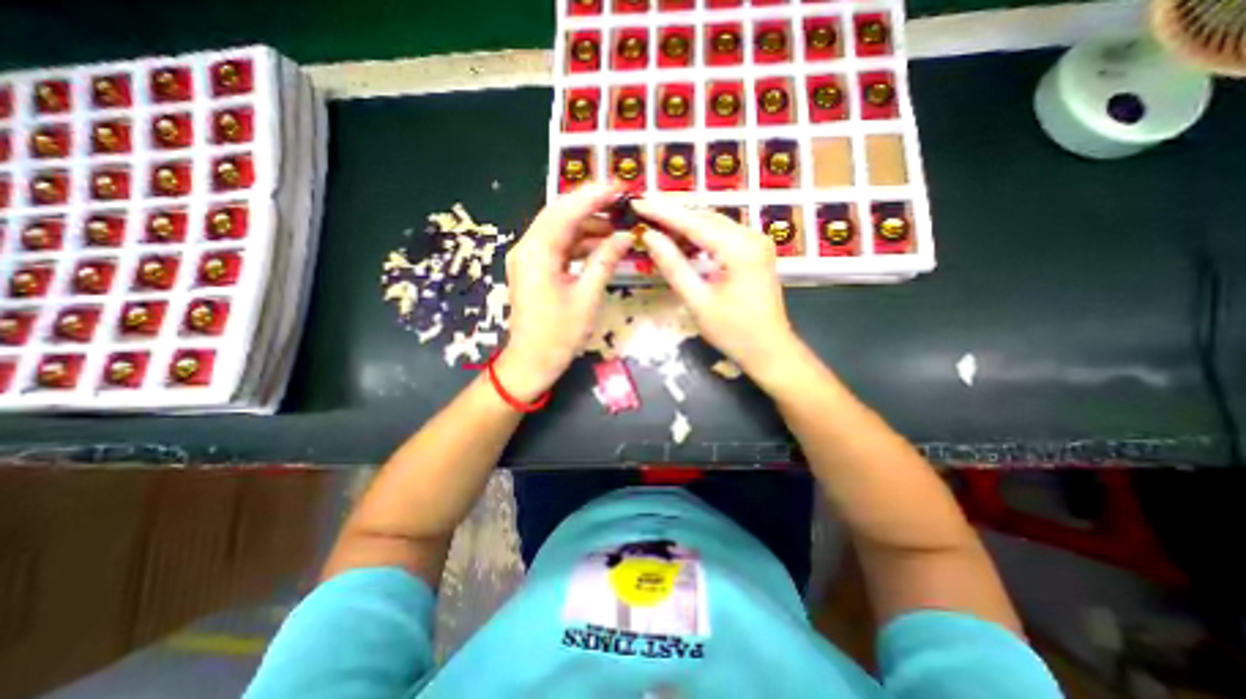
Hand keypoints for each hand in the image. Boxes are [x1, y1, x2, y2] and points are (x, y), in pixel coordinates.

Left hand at [498, 180, 633, 396]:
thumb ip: (605, 261)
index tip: (619, 186)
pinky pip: (558, 246)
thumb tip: (625, 236)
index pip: (566, 211)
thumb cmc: (559, 335)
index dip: (593, 195)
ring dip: (586, 225)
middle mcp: (527, 248)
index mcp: (537, 253)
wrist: (532, 362)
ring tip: (617, 224)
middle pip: (559, 214)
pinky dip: (579, 242)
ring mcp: (528, 258)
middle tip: (621, 202)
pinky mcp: (534, 269)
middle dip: (590, 205)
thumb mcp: (587, 297)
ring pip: (559, 229)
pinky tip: (600, 245)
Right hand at [638, 196, 801, 379]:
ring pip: (714, 224)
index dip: (662, 212)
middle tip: (643, 215)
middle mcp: (751, 236)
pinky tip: (683, 242)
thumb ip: (673, 266)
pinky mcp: (756, 251)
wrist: (770, 350)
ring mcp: (757, 242)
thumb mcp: (698, 301)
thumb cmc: (733, 332)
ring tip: (657, 227)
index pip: (693, 222)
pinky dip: (701, 236)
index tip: (637, 202)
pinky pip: (723, 235)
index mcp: (739, 248)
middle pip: (705, 217)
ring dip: (686, 225)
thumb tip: (649, 237)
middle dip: (673, 215)